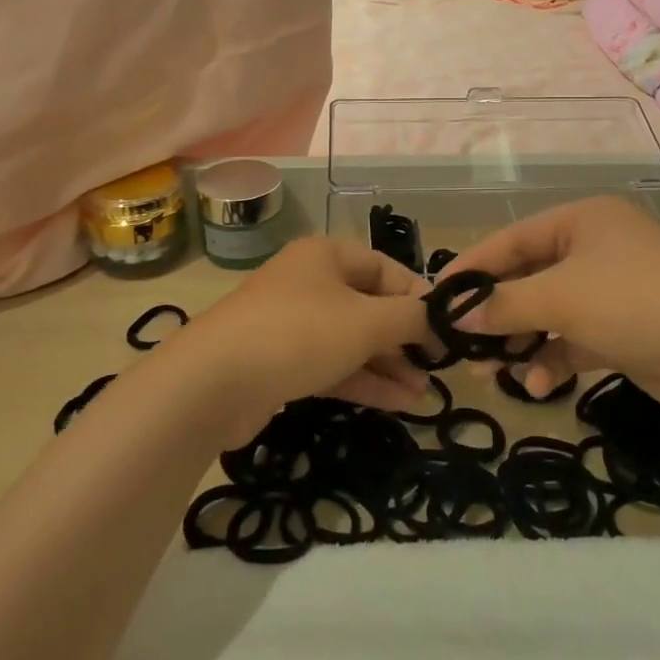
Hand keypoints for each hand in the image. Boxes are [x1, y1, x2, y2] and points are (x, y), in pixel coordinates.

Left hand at [163, 236, 431, 442]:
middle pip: (368, 305)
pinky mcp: (279, 362)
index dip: (418, 297)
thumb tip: (438, 317)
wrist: (213, 382)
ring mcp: (291, 323)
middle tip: (434, 367)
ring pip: (351, 340)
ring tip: (423, 394)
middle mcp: (309, 282)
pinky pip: (330, 364)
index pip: (386, 268)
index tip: (446, 329)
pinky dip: (362, 381)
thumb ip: (410, 317)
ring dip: (387, 365)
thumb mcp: (367, 321)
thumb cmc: (299, 334)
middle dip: (404, 338)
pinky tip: (396, 404)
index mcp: (326, 255)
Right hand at [444, 196, 659, 420]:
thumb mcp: (562, 298)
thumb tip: (456, 316)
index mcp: (581, 221)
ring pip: (549, 313)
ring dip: (522, 342)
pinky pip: (574, 339)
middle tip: (461, 345)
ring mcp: (611, 290)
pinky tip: (539, 386)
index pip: (511, 239)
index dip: (472, 268)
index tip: (436, 298)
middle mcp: (594, 249)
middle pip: (528, 278)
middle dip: (496, 314)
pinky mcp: (624, 330)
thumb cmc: (636, 303)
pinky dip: (554, 359)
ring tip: (492, 372)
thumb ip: (504, 305)